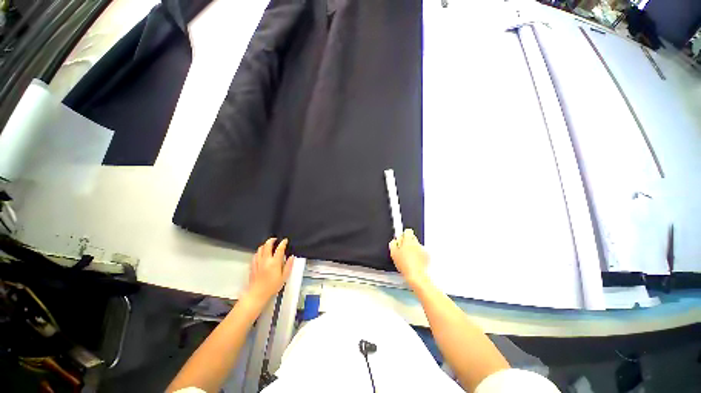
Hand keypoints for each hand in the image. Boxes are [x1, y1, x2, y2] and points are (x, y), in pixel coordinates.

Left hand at [244, 238, 294, 304]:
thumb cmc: (272, 286)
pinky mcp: (253, 265)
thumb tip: (292, 257)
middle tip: (275, 240)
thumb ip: (288, 266)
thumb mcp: (284, 277)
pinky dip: (259, 251)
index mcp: (275, 262)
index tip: (285, 241)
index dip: (283, 243)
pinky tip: (262, 254)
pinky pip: (256, 254)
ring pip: (260, 248)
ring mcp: (258, 262)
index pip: (279, 249)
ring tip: (269, 245)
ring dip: (265, 245)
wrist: (257, 294)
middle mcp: (266, 260)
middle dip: (272, 240)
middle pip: (267, 245)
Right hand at [389, 229, 429, 288]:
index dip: (404, 235)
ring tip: (408, 258)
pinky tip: (414, 262)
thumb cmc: (405, 265)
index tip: (402, 238)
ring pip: (417, 245)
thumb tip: (395, 241)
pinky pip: (421, 252)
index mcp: (408, 241)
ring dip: (413, 249)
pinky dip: (418, 255)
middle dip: (408, 242)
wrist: (416, 275)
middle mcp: (417, 243)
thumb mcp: (393, 253)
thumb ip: (393, 244)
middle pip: (412, 238)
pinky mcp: (427, 256)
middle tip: (403, 250)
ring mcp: (422, 249)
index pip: (408, 231)